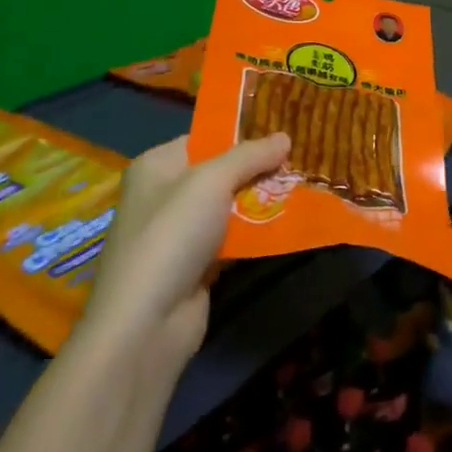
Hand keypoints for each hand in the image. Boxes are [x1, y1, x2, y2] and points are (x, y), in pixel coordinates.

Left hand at [84, 133, 290, 372]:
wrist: (147, 321)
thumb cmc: (172, 235)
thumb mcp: (210, 181)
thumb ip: (249, 156)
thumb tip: (285, 136)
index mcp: (157, 165)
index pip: (204, 138)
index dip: (242, 133)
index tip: (284, 129)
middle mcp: (165, 195)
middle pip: (220, 173)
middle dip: (259, 168)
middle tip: (302, 159)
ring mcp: (180, 233)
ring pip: (230, 207)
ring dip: (263, 201)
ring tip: (305, 187)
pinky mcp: (196, 265)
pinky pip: (234, 239)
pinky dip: (257, 233)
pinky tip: (290, 224)